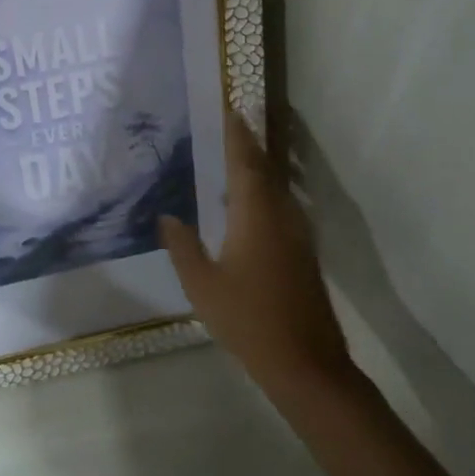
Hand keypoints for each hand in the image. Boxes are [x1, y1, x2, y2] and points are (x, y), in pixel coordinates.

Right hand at [159, 111, 353, 405]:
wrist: (306, 365)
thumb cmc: (248, 319)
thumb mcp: (201, 283)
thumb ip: (182, 245)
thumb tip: (168, 216)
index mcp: (255, 216)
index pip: (245, 164)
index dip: (237, 136)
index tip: (230, 110)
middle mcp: (281, 217)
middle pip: (265, 171)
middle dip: (248, 147)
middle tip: (227, 126)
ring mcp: (297, 237)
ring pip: (276, 191)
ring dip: (256, 170)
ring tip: (231, 157)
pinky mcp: (302, 255)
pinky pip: (280, 209)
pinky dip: (262, 194)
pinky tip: (242, 206)